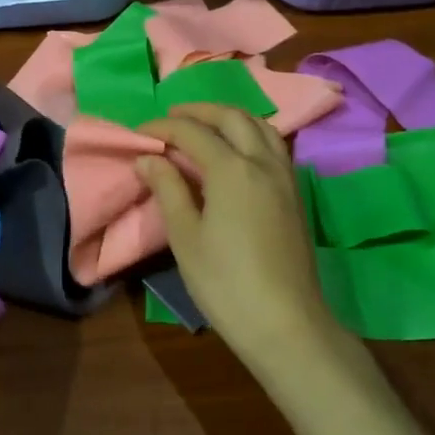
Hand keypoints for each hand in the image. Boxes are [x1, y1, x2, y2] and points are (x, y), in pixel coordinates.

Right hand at [136, 104, 350, 383]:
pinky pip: (274, 147)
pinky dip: (251, 135)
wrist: (285, 323)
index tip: (138, 132)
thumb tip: (148, 158)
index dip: (162, 127)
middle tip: (171, 118)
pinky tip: (236, 153)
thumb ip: (168, 189)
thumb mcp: (185, 236)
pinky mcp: (295, 195)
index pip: (192, 132)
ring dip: (230, 118)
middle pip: (232, 118)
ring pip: (260, 127)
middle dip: (199, 111)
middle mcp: (262, 163)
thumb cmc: (225, 282)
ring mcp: (285, 177)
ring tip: (204, 127)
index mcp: (232, 169)